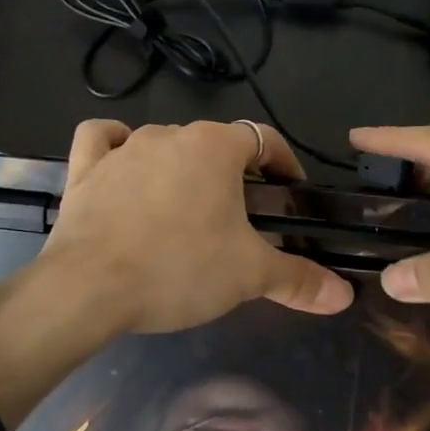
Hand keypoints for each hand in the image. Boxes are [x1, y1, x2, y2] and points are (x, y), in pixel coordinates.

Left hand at [44, 119, 354, 332]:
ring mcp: (123, 148)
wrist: (88, 288)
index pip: (264, 139)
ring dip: (181, 167)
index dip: (283, 164)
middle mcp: (170, 134)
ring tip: (187, 208)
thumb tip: (345, 295)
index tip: (290, 192)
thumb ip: (299, 279)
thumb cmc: (179, 269)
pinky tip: (124, 164)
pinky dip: (116, 146)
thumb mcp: (248, 276)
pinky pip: (103, 140)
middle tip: (241, 216)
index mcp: (215, 147)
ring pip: (164, 143)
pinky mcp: (84, 168)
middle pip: (213, 144)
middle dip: (232, 173)